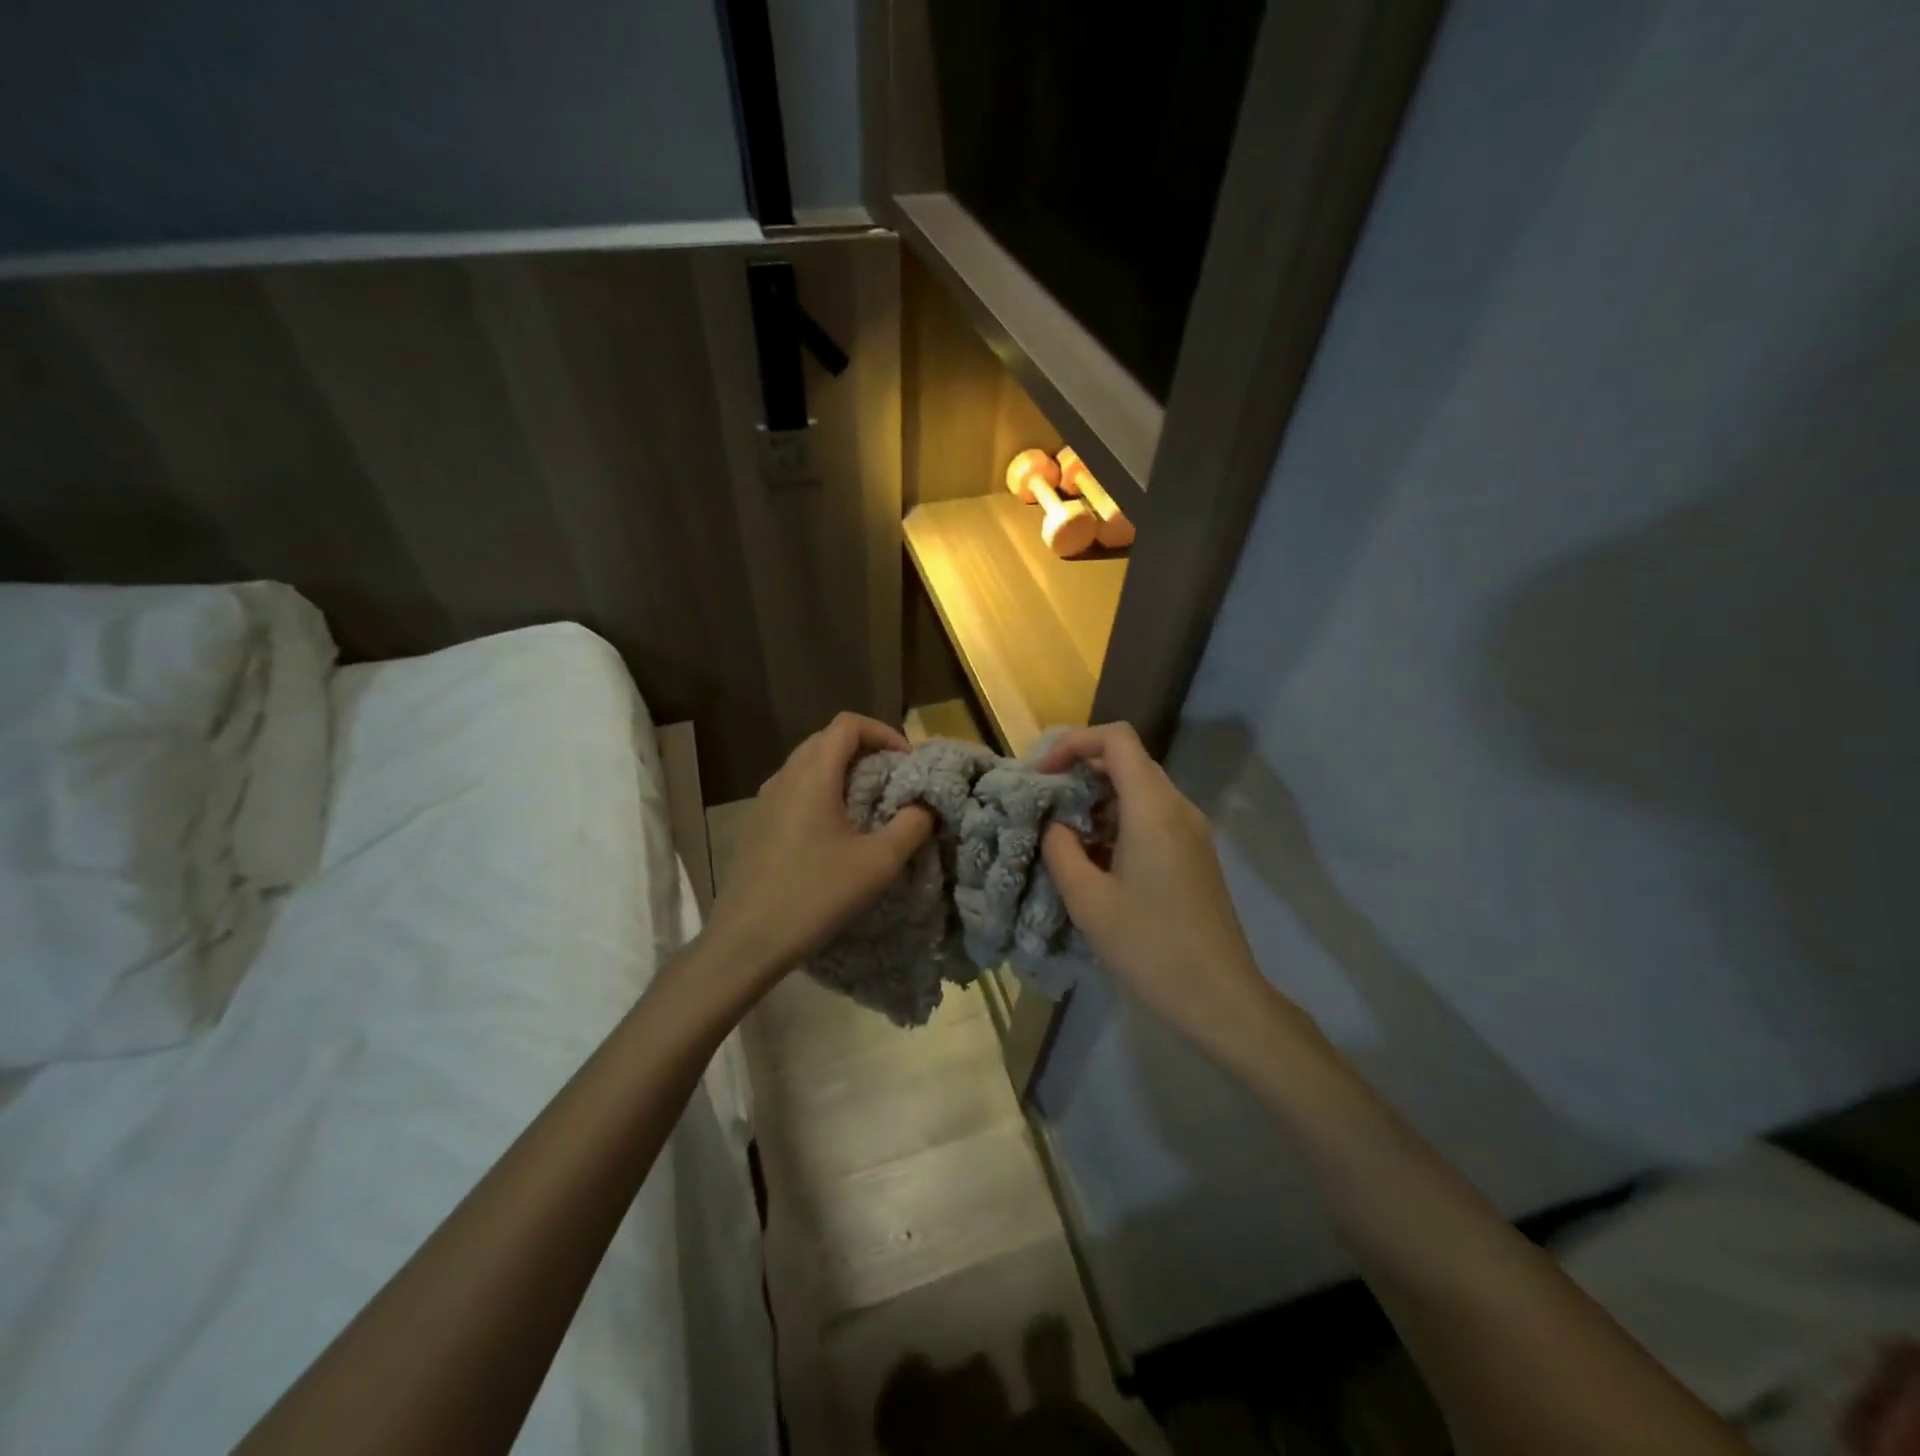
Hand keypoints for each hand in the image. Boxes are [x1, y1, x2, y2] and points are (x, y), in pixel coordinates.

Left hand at [705, 713, 934, 986]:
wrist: (747, 940)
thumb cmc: (816, 895)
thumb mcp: (878, 863)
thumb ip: (911, 826)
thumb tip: (925, 805)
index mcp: (812, 775)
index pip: (848, 724)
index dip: (883, 732)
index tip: (907, 763)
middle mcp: (784, 777)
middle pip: (827, 740)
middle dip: (866, 751)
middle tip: (894, 781)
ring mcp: (765, 800)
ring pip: (809, 765)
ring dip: (843, 773)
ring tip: (869, 806)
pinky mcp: (756, 824)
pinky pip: (794, 790)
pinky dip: (822, 792)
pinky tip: (835, 833)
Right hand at [1039, 723, 1299, 1062]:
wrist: (1220, 998)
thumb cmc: (1149, 947)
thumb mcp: (1088, 900)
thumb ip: (1061, 849)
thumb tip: (1055, 824)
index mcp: (1153, 809)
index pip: (1116, 739)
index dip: (1074, 743)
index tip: (1043, 775)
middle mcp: (1178, 808)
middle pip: (1127, 761)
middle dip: (1081, 773)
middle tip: (1045, 805)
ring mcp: (1192, 831)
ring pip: (1139, 790)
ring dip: (1098, 801)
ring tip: (1065, 837)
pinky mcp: (1195, 854)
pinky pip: (1152, 817)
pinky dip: (1118, 822)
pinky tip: (1097, 860)